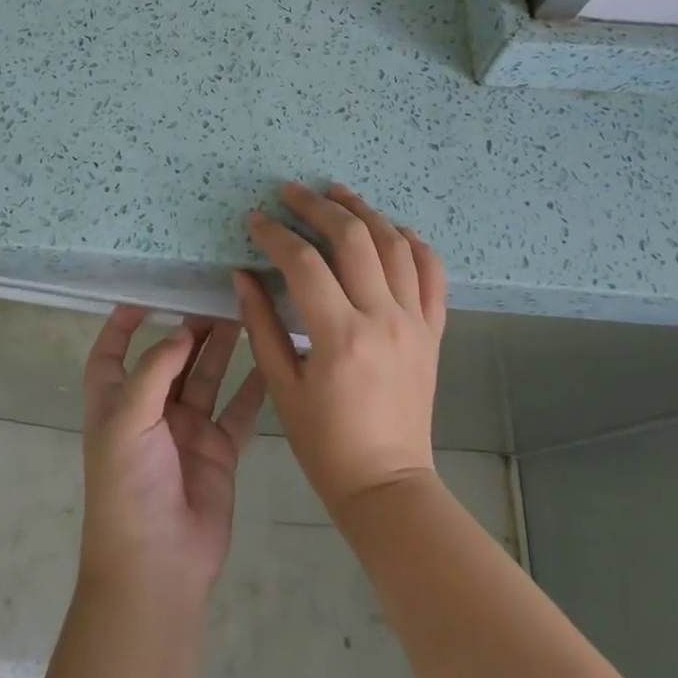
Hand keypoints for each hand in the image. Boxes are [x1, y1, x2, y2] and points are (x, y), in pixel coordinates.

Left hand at [78, 306, 266, 606]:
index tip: (145, 298)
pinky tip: (270, 361)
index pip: (111, 356)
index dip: (121, 327)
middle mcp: (151, 413)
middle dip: (188, 331)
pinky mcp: (218, 451)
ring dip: (222, 350)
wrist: (157, 565)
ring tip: (243, 315)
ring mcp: (187, 432)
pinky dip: (253, 388)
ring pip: (206, 379)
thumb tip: (181, 333)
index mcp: (116, 405)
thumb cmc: (128, 487)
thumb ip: (155, 371)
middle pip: (169, 361)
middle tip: (215, 299)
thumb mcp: (128, 421)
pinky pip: (238, 411)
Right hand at [234, 182, 447, 521]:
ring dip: (365, 212)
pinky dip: (416, 245)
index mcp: (340, 336)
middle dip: (319, 207)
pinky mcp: (433, 333)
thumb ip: (261, 326)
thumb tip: (243, 274)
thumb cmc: (325, 444)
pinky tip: (396, 229)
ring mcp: (415, 323)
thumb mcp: (282, 388)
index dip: (275, 235)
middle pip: (354, 239)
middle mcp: (383, 319)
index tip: (256, 220)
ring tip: (339, 193)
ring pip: (396, 246)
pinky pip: (433, 276)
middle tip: (292, 192)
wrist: (388, 485)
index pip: (304, 263)